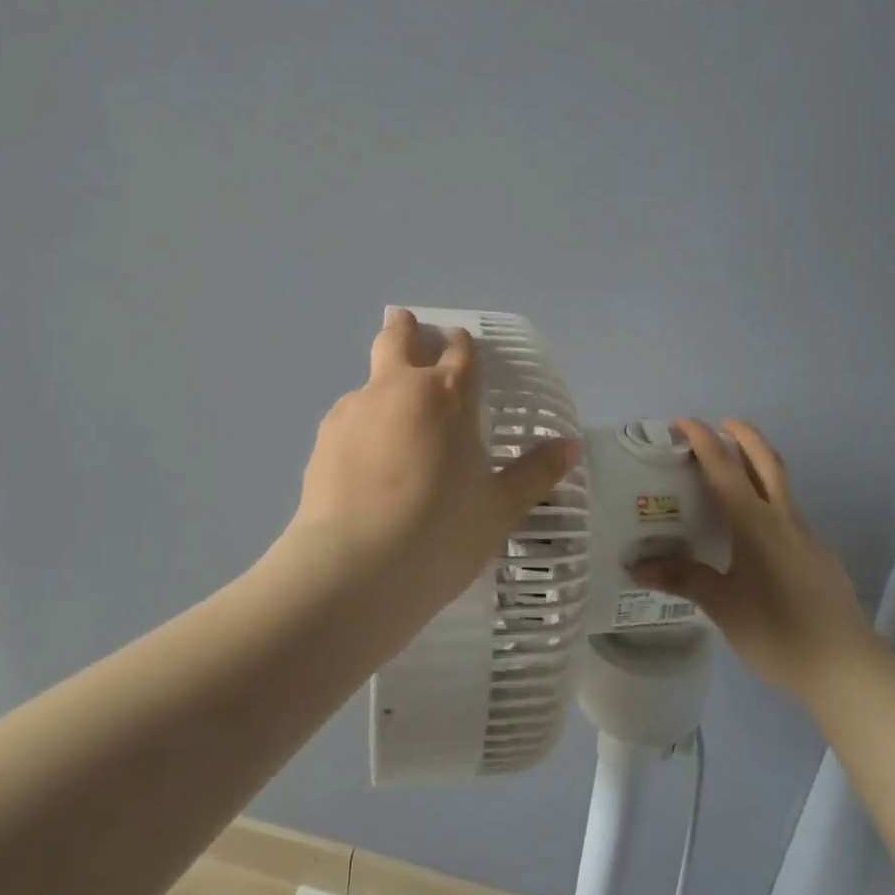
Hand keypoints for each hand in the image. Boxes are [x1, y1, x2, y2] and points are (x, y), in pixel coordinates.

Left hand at [290, 309, 580, 618]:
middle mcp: (397, 389)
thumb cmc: (440, 534)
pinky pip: (348, 417)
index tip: (462, 343)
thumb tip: (571, 447)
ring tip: (391, 421)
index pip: (459, 352)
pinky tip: (366, 459)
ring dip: (382, 385)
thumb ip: (536, 473)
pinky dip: (361, 424)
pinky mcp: (322, 439)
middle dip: (405, 329)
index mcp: (447, 396)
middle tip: (406, 323)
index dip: (462, 345)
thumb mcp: (499, 508)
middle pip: (397, 340)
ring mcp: (354, 410)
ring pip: (369, 380)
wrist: (354, 570)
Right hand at [637, 418, 880, 702]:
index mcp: (755, 523)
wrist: (847, 667)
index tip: (682, 421)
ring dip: (758, 465)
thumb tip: (637, 566)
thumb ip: (683, 579)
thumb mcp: (722, 606)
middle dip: (744, 434)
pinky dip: (767, 502)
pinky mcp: (819, 556)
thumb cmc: (778, 632)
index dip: (702, 439)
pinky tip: (754, 534)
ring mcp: (806, 536)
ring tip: (732, 473)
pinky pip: (788, 514)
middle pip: (766, 460)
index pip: (724, 467)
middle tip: (722, 422)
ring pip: (781, 485)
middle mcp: (783, 518)